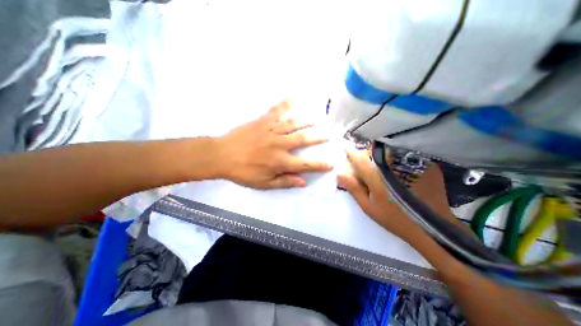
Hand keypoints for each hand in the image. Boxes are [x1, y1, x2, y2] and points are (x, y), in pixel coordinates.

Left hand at [215, 101, 332, 189]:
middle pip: (303, 139)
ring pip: (294, 123)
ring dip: (308, 120)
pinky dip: (287, 103)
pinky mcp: (262, 120)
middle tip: (328, 134)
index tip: (330, 163)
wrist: (221, 155)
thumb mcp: (263, 184)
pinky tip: (296, 98)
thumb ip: (284, 182)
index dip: (319, 164)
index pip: (305, 164)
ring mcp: (271, 130)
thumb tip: (303, 182)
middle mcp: (279, 144)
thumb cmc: (243, 172)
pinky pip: (277, 110)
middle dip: (318, 137)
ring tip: (319, 118)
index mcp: (279, 162)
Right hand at [336, 147, 452, 241]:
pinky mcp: (425, 164)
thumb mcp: (369, 207)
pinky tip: (396, 171)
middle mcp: (394, 166)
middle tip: (364, 164)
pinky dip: (395, 159)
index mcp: (378, 177)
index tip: (346, 150)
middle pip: (374, 152)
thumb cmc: (395, 218)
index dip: (351, 154)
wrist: (432, 227)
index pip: (360, 159)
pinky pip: (403, 156)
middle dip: (365, 155)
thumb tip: (340, 174)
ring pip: (388, 151)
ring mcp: (411, 163)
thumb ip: (354, 188)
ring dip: (380, 156)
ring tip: (379, 167)